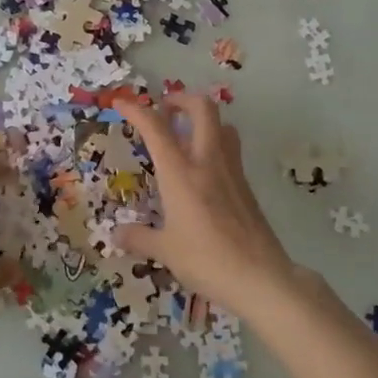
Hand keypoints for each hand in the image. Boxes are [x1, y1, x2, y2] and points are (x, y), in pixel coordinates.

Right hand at [115, 93, 297, 309]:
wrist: (261, 277)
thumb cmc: (207, 260)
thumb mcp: (165, 251)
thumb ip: (139, 238)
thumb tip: (117, 234)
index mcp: (181, 173)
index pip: (156, 128)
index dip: (136, 109)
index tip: (121, 103)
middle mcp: (208, 162)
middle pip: (202, 109)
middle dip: (181, 99)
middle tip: (164, 111)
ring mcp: (232, 172)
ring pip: (222, 126)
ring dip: (203, 121)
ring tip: (184, 137)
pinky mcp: (246, 187)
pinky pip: (230, 151)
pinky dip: (214, 146)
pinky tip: (202, 172)